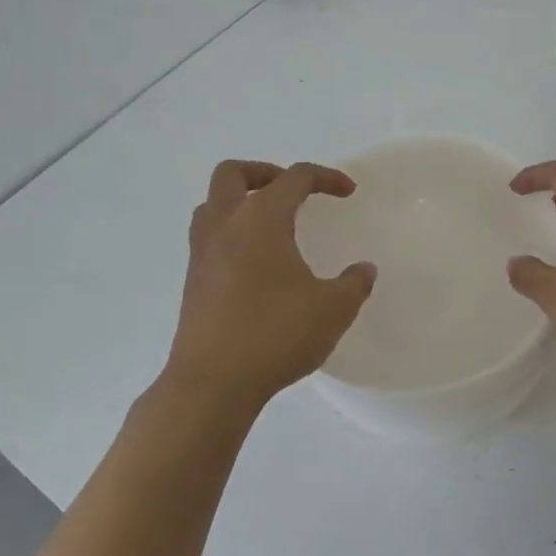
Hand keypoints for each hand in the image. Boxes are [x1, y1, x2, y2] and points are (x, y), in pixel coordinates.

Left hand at [165, 160, 376, 408]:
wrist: (212, 383)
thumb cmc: (275, 335)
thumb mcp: (333, 310)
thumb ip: (354, 284)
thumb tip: (363, 270)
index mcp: (261, 220)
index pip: (294, 178)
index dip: (325, 177)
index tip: (347, 192)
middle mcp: (225, 226)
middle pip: (232, 173)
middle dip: (265, 172)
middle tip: (292, 192)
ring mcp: (201, 254)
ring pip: (211, 204)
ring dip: (240, 201)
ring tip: (270, 224)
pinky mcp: (192, 282)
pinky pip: (208, 238)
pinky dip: (230, 233)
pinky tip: (255, 264)